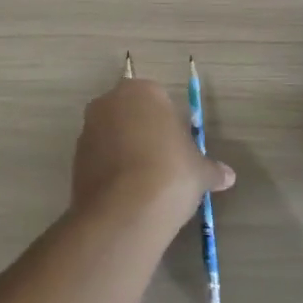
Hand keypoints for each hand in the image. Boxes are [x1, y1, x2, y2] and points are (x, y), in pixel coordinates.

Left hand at [72, 77, 234, 223]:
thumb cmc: (171, 173)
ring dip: (125, 151)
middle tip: (164, 163)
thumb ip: (212, 169)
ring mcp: (88, 129)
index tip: (179, 148)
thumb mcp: (201, 171)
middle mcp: (110, 102)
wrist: (125, 211)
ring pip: (113, 135)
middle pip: (132, 113)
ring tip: (145, 182)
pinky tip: (126, 193)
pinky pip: (99, 158)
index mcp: (143, 91)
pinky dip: (111, 170)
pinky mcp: (75, 158)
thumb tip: (228, 176)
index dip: (171, 124)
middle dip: (145, 132)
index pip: (160, 99)